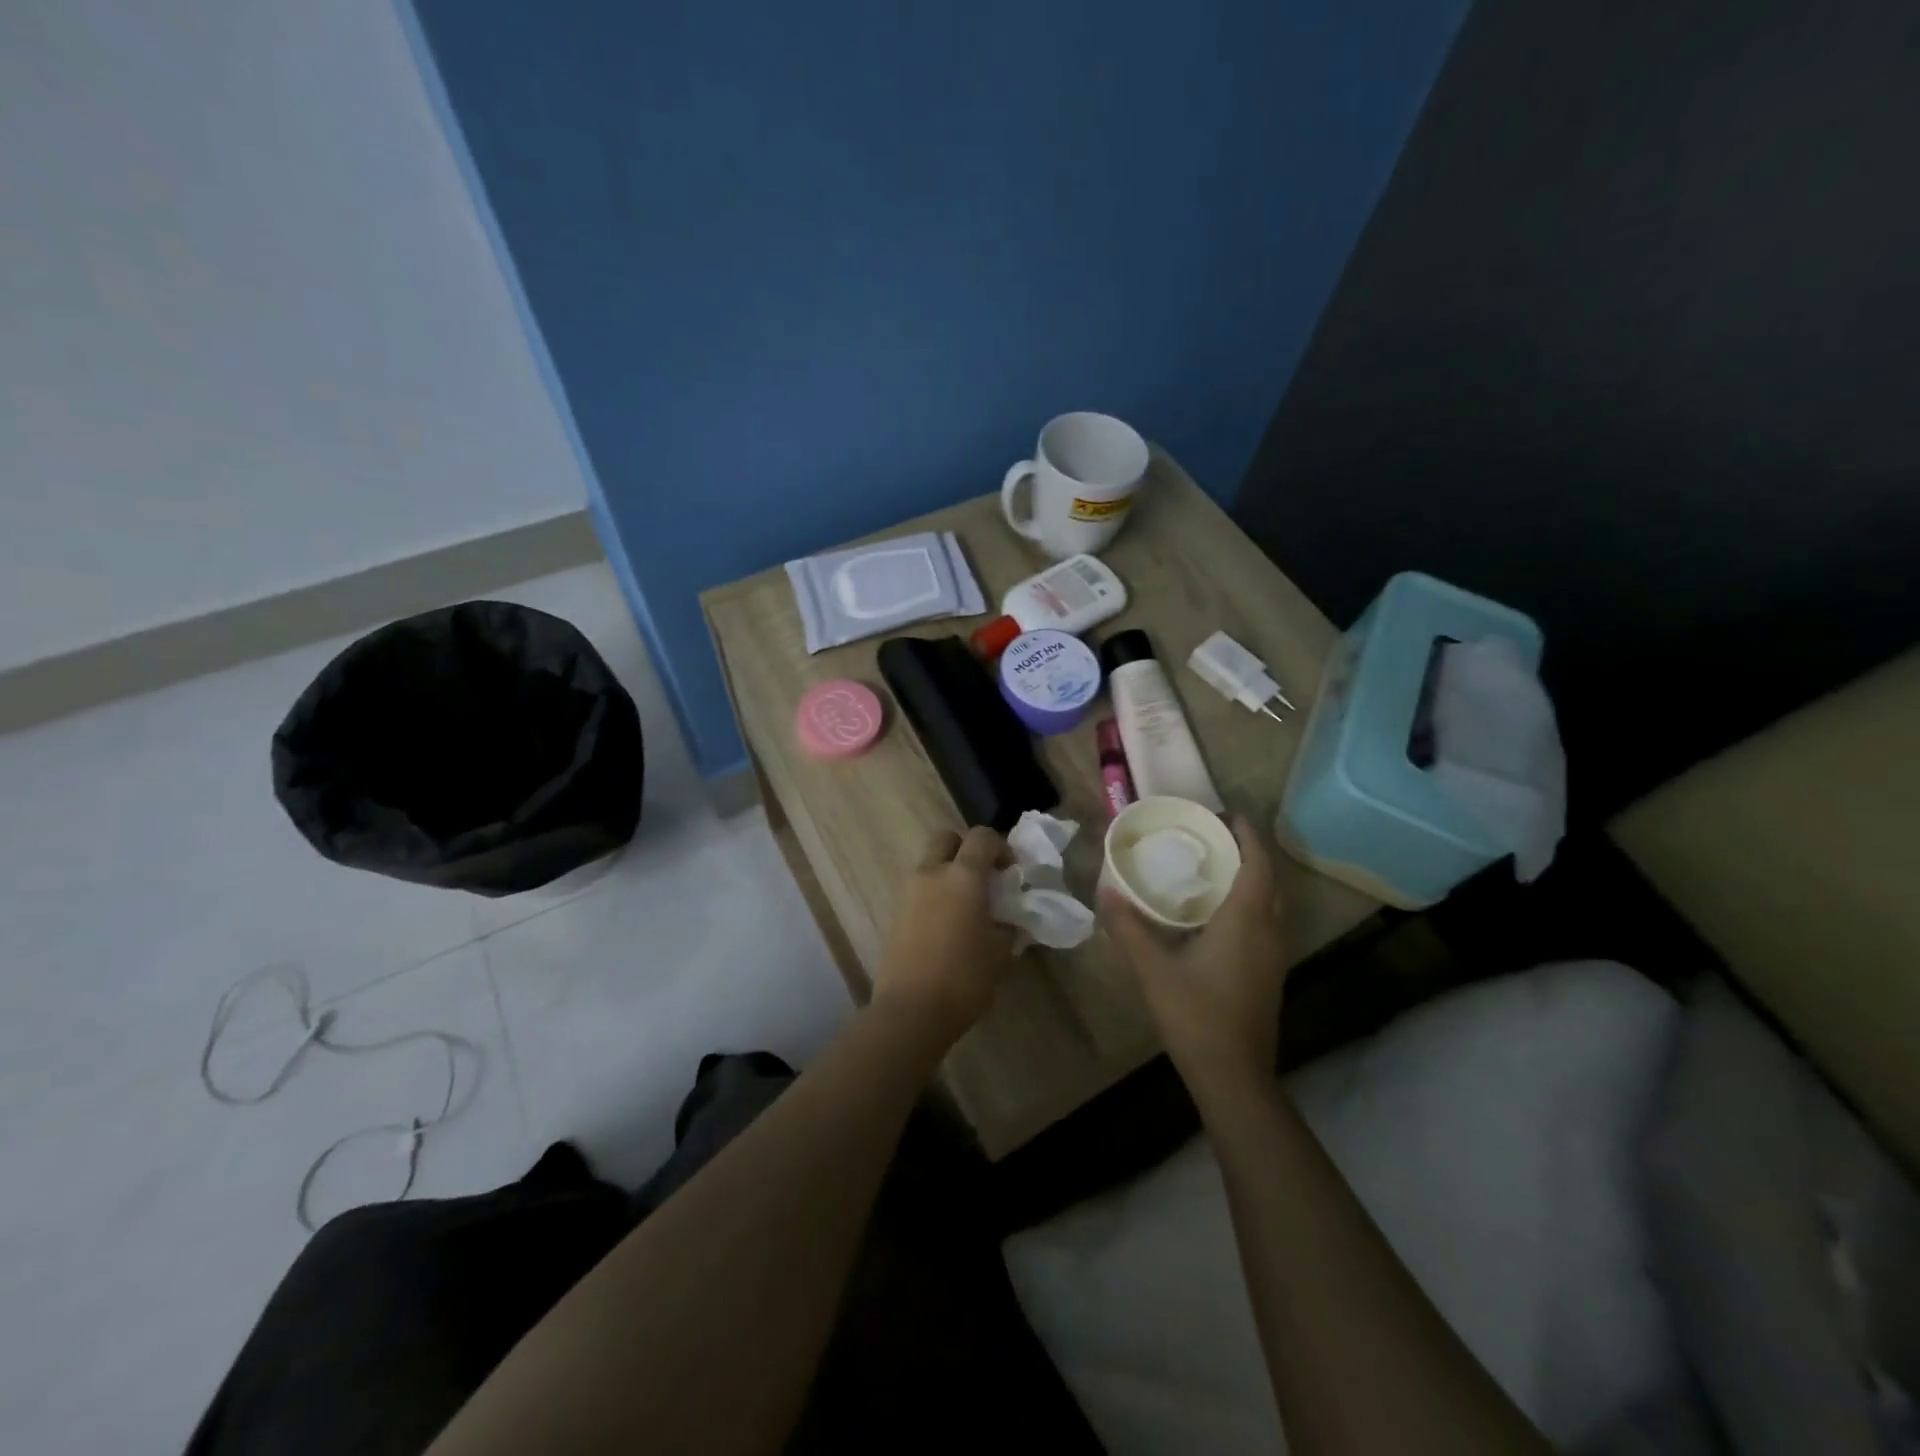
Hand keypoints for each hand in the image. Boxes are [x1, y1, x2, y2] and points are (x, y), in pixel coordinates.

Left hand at [871, 826, 1015, 1047]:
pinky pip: (918, 889)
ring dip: (948, 872)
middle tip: (983, 877)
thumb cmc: (964, 977)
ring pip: (930, 863)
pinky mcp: (895, 913)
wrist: (911, 1010)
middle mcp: (932, 873)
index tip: (1010, 872)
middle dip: (966, 849)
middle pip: (947, 838)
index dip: (1000, 847)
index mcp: (963, 876)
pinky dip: (934, 894)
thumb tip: (1006, 920)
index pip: (982, 837)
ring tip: (965, 906)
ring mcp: (908, 892)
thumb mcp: (1000, 953)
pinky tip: (947, 925)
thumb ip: (1006, 926)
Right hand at [1100, 817, 1285, 1084]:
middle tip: (1212, 838)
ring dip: (1250, 879)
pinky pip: (1266, 923)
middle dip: (1247, 853)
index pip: (1257, 863)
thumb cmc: (1195, 1015)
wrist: (1234, 1076)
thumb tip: (1105, 890)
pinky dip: (1249, 904)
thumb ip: (1127, 927)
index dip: (1246, 834)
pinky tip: (1218, 915)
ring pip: (1270, 903)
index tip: (1224, 815)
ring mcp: (1274, 955)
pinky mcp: (1270, 974)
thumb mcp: (1152, 969)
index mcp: (1246, 920)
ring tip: (1213, 868)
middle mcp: (1269, 931)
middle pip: (1268, 879)